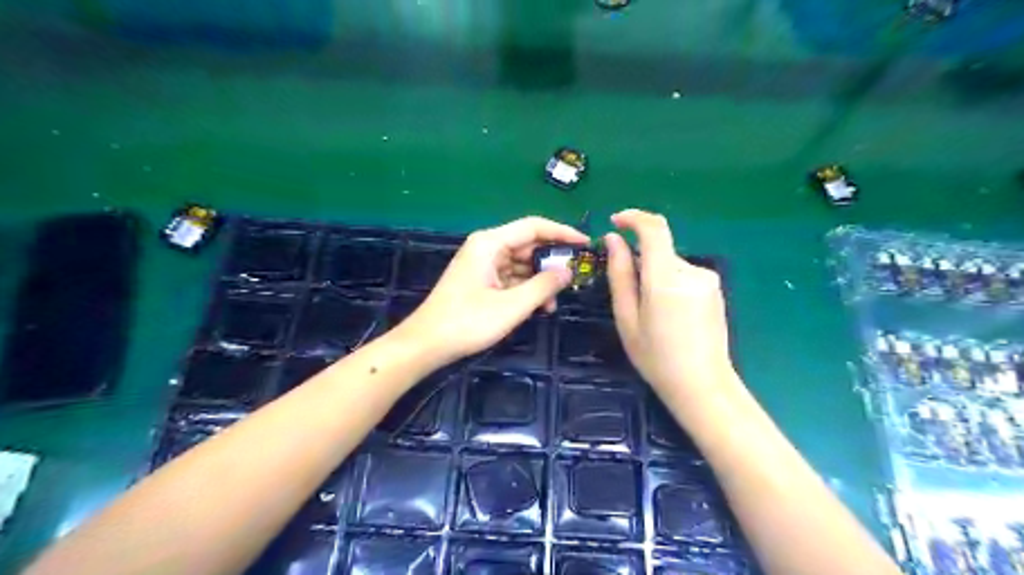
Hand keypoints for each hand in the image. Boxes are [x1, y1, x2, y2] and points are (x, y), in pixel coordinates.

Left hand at [402, 217, 593, 363]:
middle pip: (527, 245)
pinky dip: (525, 289)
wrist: (427, 344)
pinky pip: (511, 278)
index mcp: (490, 243)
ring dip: (539, 280)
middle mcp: (487, 247)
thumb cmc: (468, 322)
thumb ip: (543, 286)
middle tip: (575, 278)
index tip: (586, 244)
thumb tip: (568, 271)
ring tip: (554, 302)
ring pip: (521, 264)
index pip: (534, 226)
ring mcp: (482, 264)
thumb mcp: (512, 306)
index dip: (562, 233)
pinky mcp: (481, 281)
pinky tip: (538, 307)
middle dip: (551, 261)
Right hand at [602, 208, 731, 396]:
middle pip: (659, 250)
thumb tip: (613, 239)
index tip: (615, 222)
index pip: (653, 228)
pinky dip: (669, 284)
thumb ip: (620, 274)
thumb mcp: (627, 317)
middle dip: (640, 263)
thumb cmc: (656, 357)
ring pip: (670, 264)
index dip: (633, 218)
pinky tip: (670, 315)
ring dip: (655, 276)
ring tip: (652, 314)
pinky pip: (684, 274)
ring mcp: (708, 279)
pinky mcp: (715, 288)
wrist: (702, 385)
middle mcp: (691, 270)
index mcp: (666, 278)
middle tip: (630, 299)